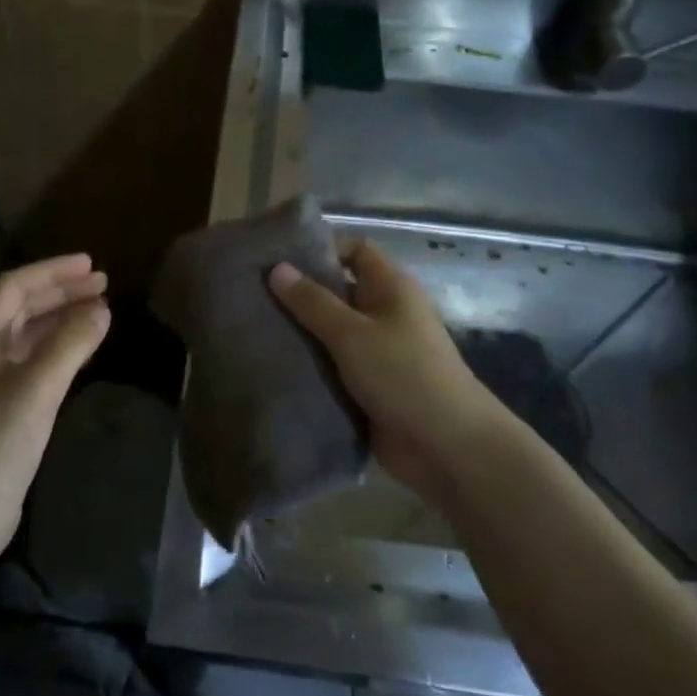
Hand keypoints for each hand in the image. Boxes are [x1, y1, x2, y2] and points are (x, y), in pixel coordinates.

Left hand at [0, 254, 110, 570]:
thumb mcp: (35, 389)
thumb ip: (70, 344)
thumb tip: (103, 310)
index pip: (14, 287)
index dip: (52, 271)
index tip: (91, 265)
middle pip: (20, 308)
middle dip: (60, 292)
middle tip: (103, 285)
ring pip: (28, 336)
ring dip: (61, 319)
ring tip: (99, 311)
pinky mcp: (1, 410)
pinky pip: (33, 363)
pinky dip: (59, 349)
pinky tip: (81, 351)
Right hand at [269, 240, 499, 504]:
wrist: (446, 447)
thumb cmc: (403, 374)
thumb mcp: (352, 333)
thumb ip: (312, 302)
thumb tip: (276, 268)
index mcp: (390, 287)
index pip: (354, 250)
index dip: (320, 248)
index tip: (277, 259)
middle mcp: (384, 312)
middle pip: (337, 291)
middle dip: (299, 294)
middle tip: (251, 295)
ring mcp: (377, 351)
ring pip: (331, 332)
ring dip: (300, 333)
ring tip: (252, 328)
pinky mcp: (368, 385)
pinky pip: (332, 365)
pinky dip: (309, 365)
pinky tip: (271, 365)